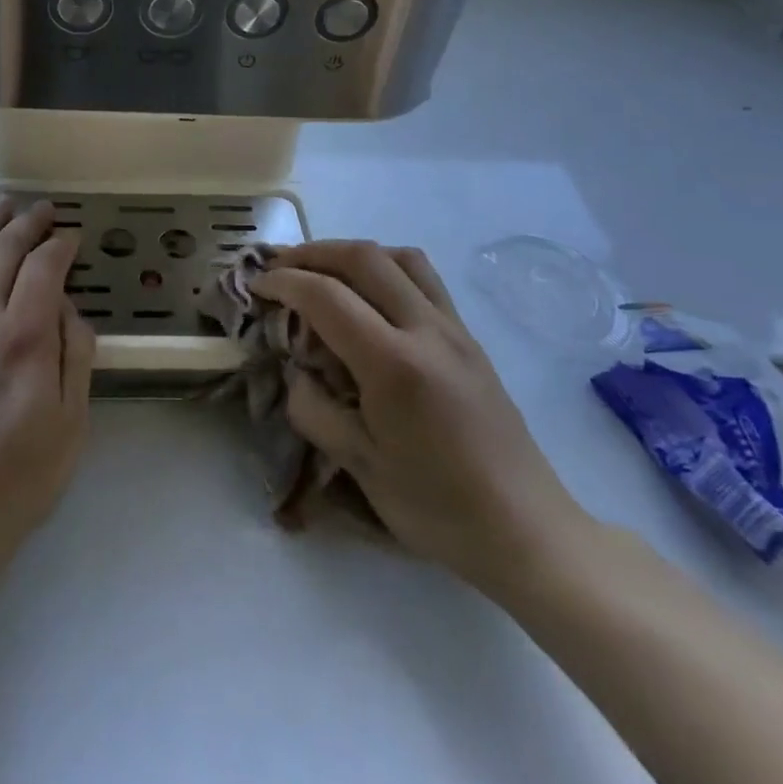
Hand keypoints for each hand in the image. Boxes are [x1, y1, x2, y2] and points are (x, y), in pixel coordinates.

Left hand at [0, 199, 93, 574]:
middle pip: (3, 252)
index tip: (73, 236)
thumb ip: (75, 352)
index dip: (61, 245)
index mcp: (22, 336)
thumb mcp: (71, 421)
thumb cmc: (17, 477)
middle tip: (43, 208)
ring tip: (2, 203)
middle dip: (26, 224)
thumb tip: (65, 307)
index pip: (44, 267)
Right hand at [256, 242, 593, 593]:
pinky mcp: (469, 338)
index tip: (256, 285)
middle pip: (364, 257)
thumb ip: (314, 410)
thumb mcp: (360, 466)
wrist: (526, 530)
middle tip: (279, 266)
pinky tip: (368, 297)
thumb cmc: (438, 506)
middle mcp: (427, 331)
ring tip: (322, 271)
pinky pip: (424, 279)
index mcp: (395, 365)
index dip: (283, 282)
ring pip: (400, 257)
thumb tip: (296, 372)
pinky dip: (385, 267)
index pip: (327, 296)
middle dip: (312, 252)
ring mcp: (454, 329)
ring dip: (352, 253)